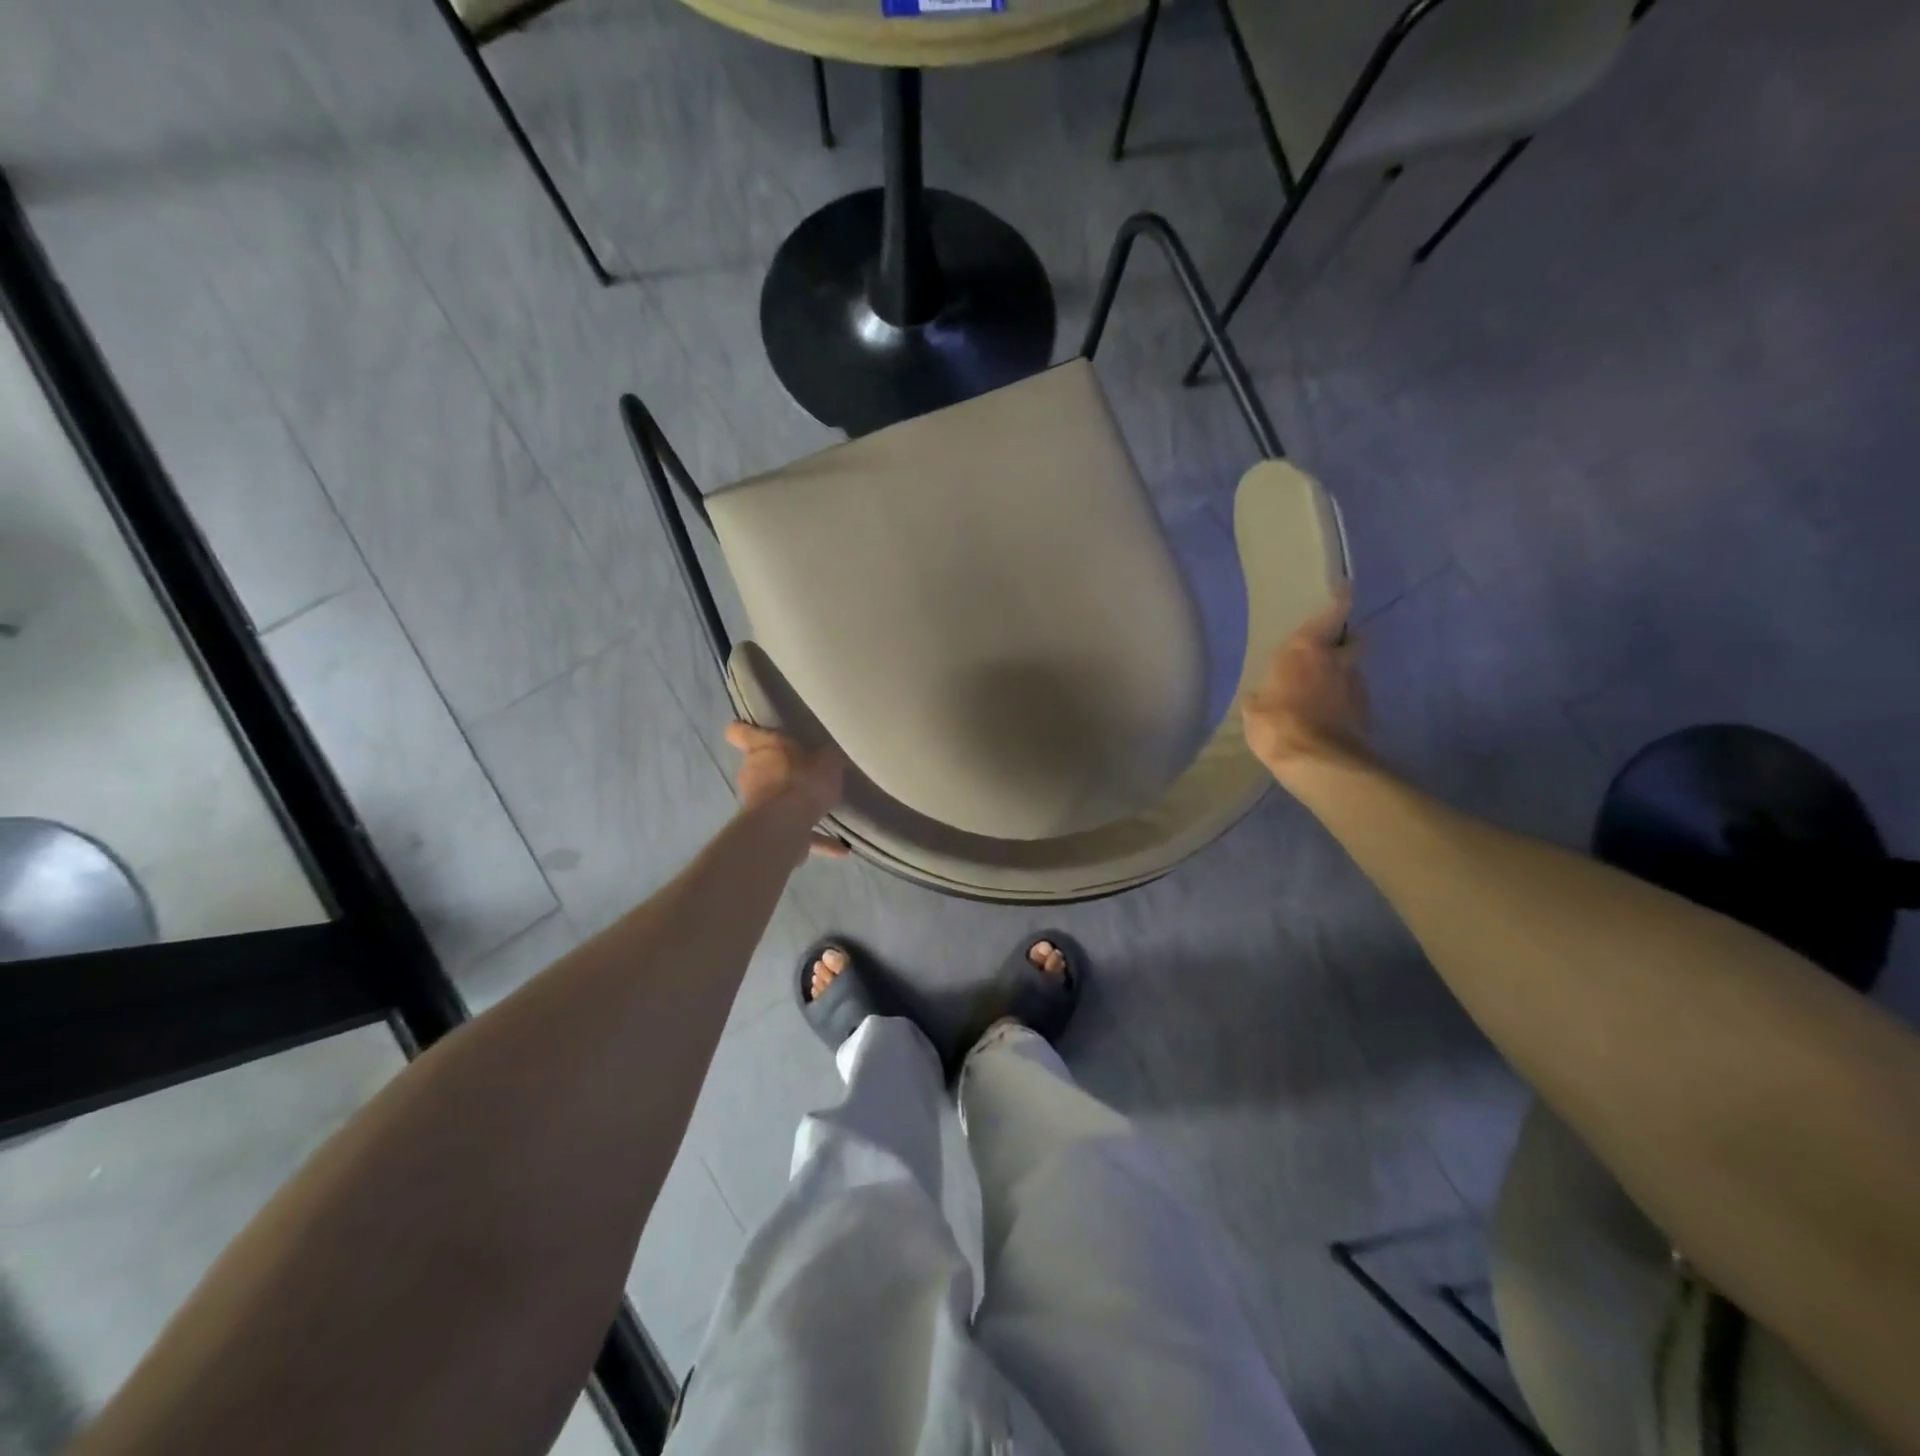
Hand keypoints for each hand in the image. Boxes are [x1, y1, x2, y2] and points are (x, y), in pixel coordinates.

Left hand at [724, 722, 848, 857]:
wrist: (786, 825)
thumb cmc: (802, 780)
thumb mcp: (827, 760)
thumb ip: (830, 756)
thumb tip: (834, 753)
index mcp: (762, 748)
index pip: (739, 732)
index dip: (746, 730)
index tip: (757, 731)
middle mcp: (752, 773)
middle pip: (759, 766)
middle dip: (780, 769)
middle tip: (806, 770)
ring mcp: (757, 804)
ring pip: (774, 799)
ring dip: (793, 804)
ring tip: (822, 807)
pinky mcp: (769, 831)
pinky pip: (795, 832)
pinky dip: (815, 838)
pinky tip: (841, 848)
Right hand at [1242, 592, 1371, 776]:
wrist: (1320, 763)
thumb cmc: (1277, 725)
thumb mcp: (1254, 710)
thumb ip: (1263, 695)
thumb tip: (1263, 696)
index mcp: (1306, 650)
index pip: (1332, 613)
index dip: (1339, 602)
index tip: (1344, 591)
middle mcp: (1337, 661)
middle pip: (1352, 640)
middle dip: (1345, 642)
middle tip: (1331, 649)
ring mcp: (1357, 687)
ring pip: (1353, 671)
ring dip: (1343, 676)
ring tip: (1325, 690)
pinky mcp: (1367, 713)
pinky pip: (1354, 698)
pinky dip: (1344, 702)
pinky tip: (1330, 715)